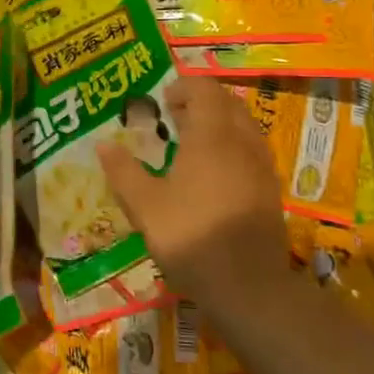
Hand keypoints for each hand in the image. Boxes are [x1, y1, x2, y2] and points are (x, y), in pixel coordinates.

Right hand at [97, 76, 287, 309]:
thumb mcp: (145, 206)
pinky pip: (252, 150)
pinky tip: (213, 174)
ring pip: (244, 125)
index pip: (204, 89)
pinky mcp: (270, 190)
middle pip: (228, 102)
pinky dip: (232, 146)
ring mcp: (261, 166)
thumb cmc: (191, 236)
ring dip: (219, 123)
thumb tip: (103, 144)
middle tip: (173, 117)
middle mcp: (242, 141)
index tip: (162, 101)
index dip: (183, 87)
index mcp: (211, 136)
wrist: (249, 286)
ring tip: (191, 144)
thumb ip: (123, 171)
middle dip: (201, 102)